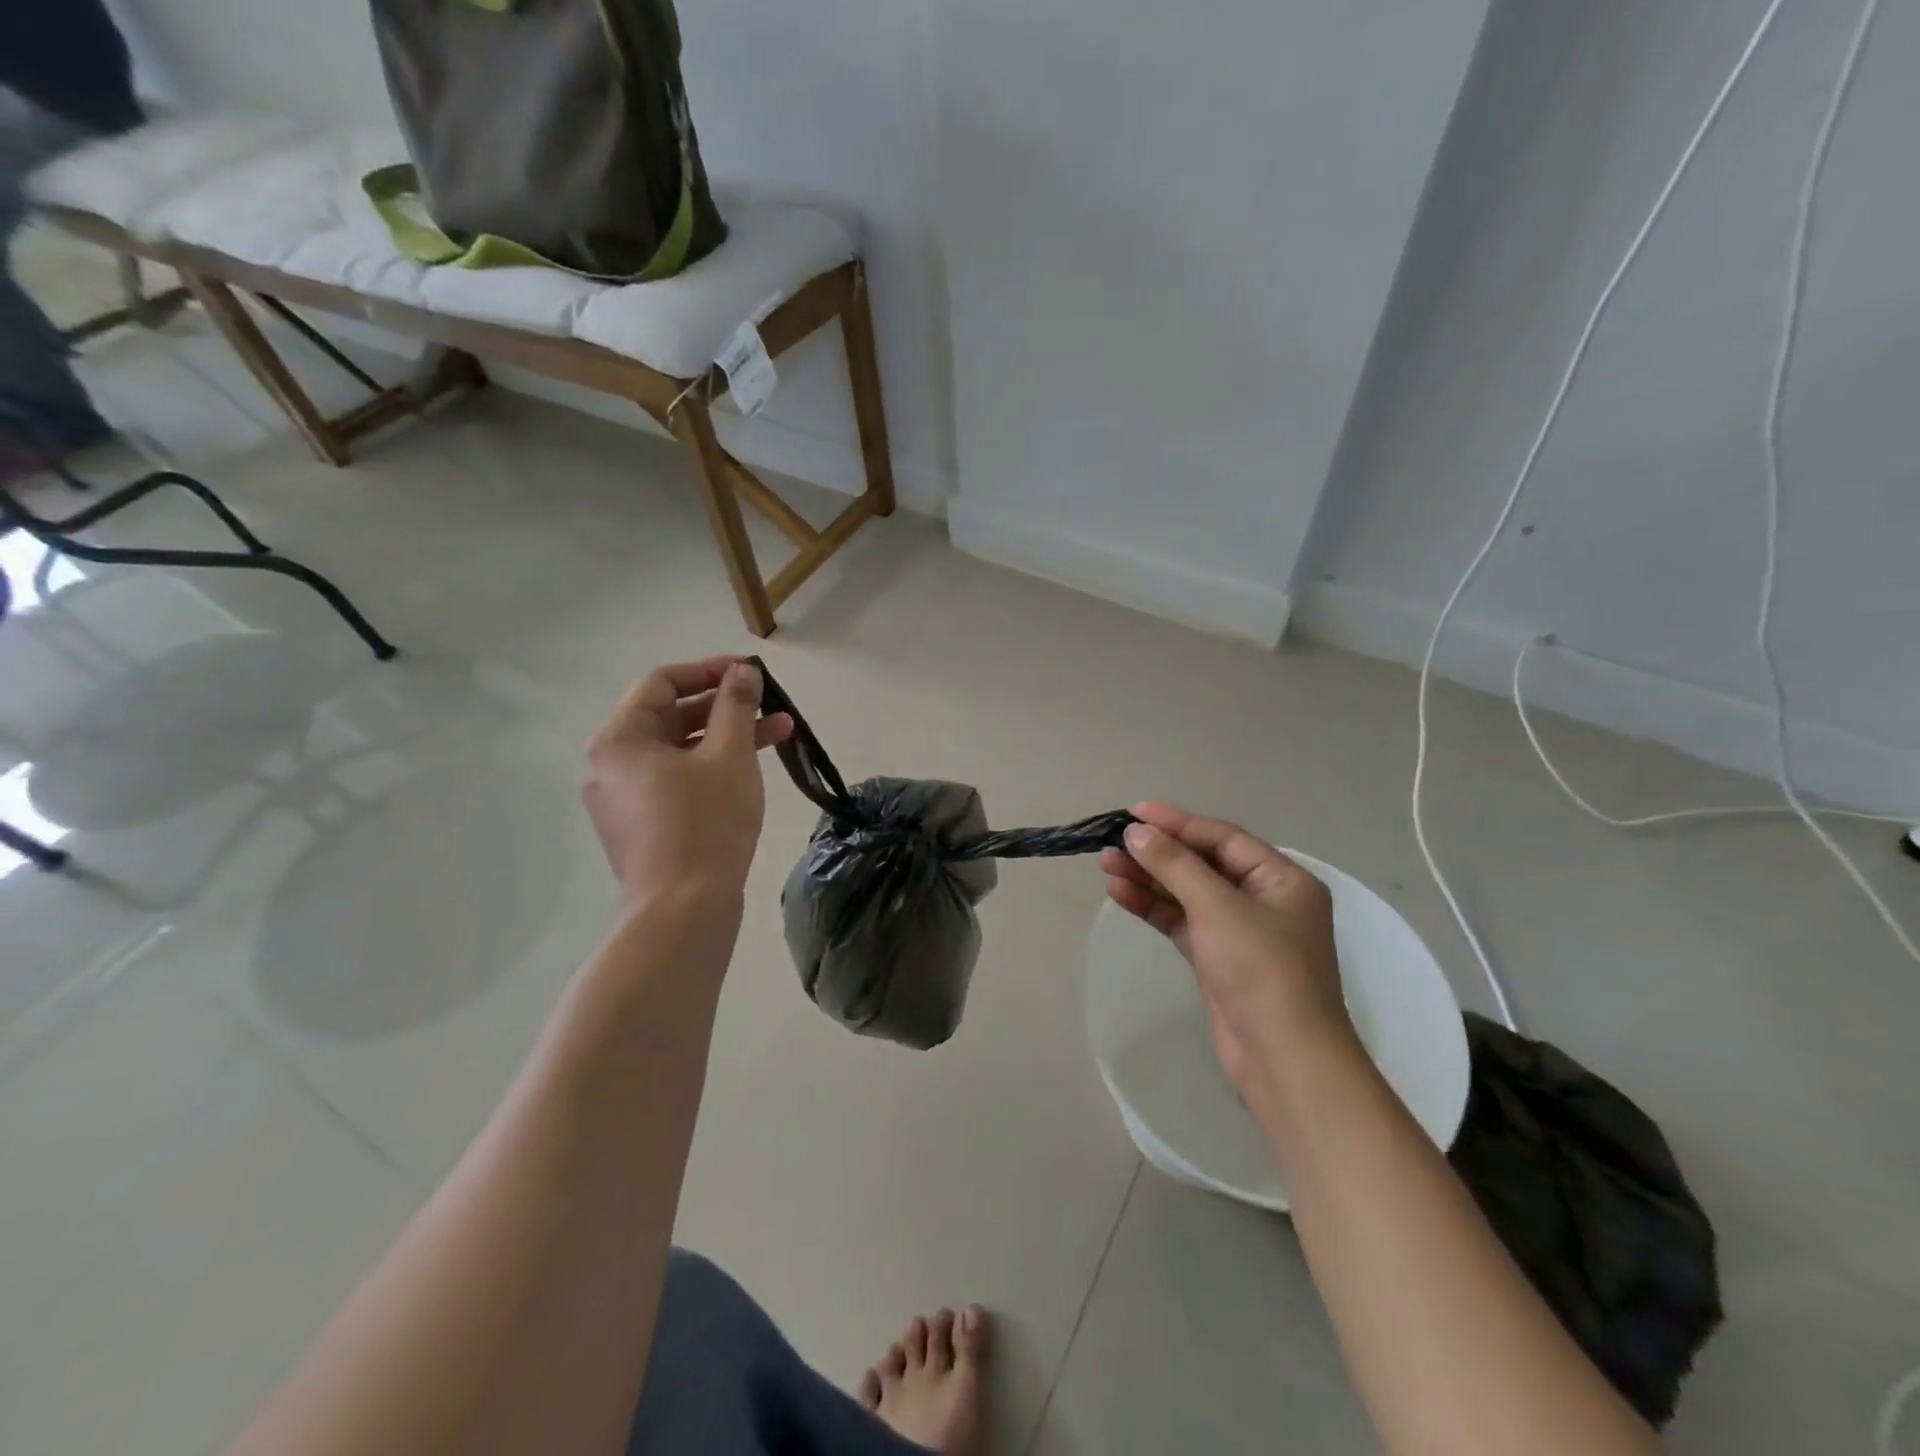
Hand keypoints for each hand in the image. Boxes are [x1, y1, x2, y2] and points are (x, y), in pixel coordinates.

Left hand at [584, 657, 792, 906]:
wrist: (683, 911)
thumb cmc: (705, 822)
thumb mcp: (729, 755)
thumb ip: (736, 705)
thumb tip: (742, 672)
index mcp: (619, 738)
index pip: (663, 682)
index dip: (710, 670)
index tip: (751, 673)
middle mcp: (610, 763)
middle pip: (669, 715)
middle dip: (725, 706)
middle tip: (770, 705)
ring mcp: (622, 798)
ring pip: (678, 750)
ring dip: (726, 737)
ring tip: (779, 733)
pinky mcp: (640, 825)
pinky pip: (675, 779)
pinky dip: (710, 767)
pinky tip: (750, 770)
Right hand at [1100, 802, 1351, 1096]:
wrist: (1283, 1059)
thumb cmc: (1261, 970)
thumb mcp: (1217, 907)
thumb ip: (1175, 865)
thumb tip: (1136, 832)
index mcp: (1282, 879)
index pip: (1222, 838)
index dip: (1178, 822)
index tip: (1135, 813)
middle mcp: (1264, 900)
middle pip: (1203, 864)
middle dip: (1158, 853)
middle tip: (1112, 841)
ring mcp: (1240, 932)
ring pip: (1188, 894)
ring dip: (1149, 879)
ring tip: (1105, 864)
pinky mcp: (1218, 960)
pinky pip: (1182, 922)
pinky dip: (1154, 907)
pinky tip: (1120, 893)